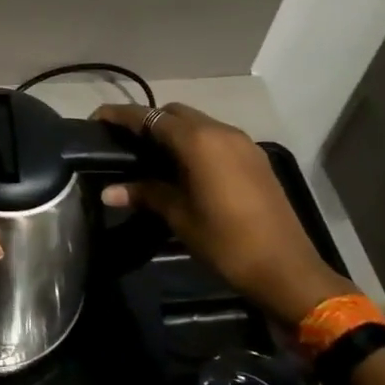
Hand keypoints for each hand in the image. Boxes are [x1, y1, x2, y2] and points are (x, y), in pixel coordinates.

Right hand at [93, 102, 352, 326]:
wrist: (288, 271)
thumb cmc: (226, 242)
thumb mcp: (179, 217)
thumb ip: (144, 194)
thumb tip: (108, 191)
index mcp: (198, 141)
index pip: (149, 117)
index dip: (120, 116)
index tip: (96, 119)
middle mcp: (220, 131)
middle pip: (173, 113)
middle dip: (146, 121)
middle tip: (123, 143)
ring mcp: (241, 143)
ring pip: (197, 123)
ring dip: (172, 132)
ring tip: (150, 156)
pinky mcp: (254, 158)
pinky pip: (215, 138)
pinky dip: (194, 143)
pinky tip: (183, 168)